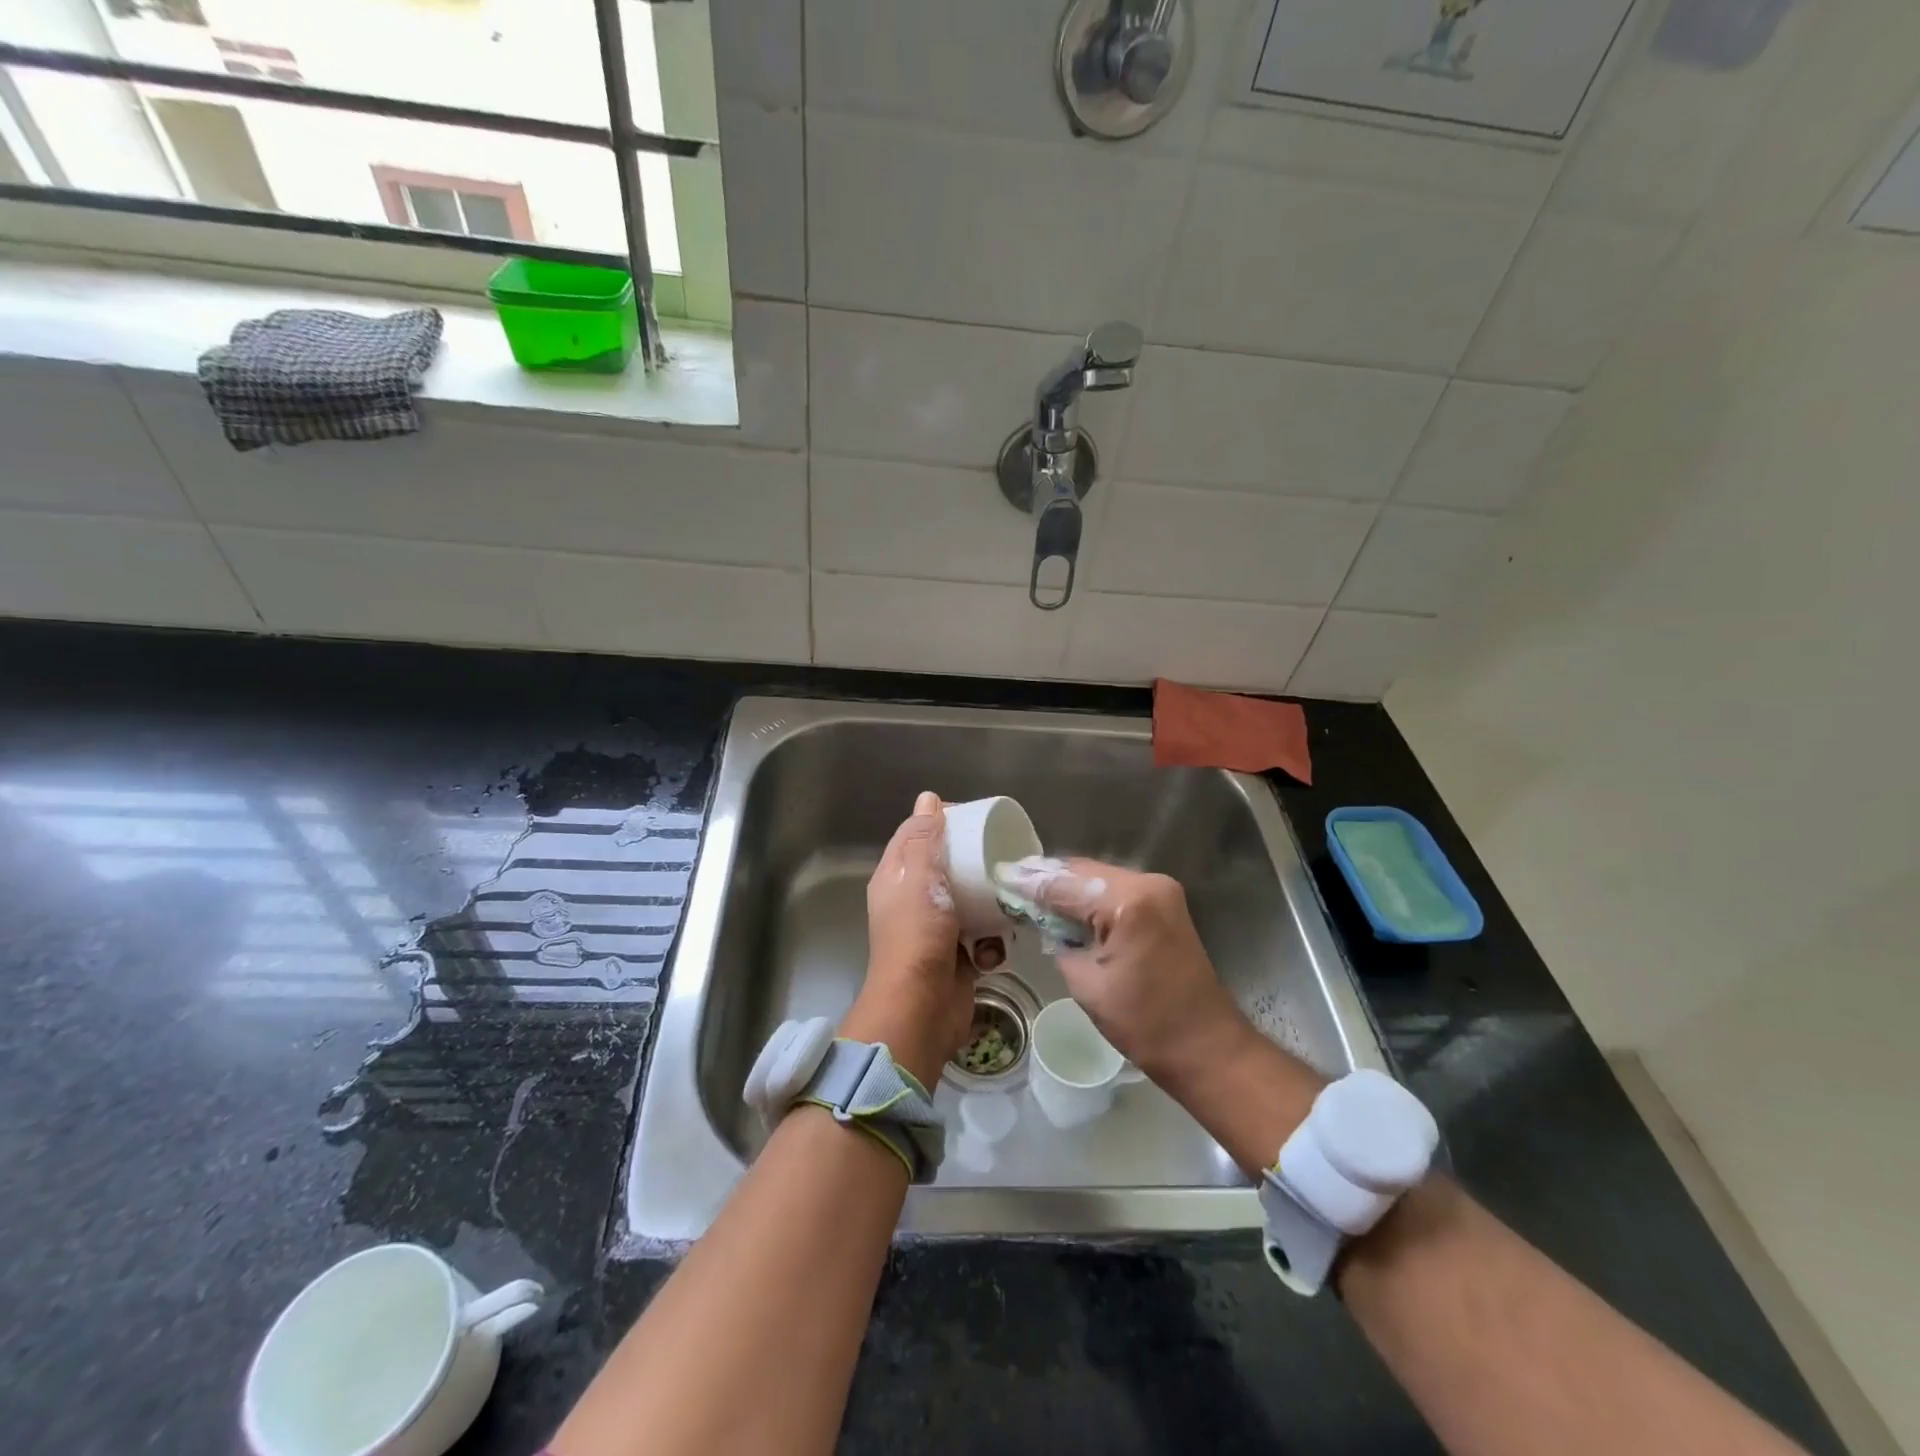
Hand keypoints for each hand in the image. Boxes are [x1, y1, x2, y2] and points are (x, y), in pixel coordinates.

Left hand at [842, 792, 995, 1088]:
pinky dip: (991, 942)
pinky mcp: (958, 955)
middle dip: (975, 863)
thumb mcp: (919, 880)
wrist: (922, 1010)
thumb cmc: (917, 937)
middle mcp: (913, 900)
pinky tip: (995, 948)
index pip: (915, 835)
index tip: (973, 816)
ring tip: (1007, 902)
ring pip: (970, 901)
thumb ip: (924, 840)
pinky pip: (982, 935)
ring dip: (990, 905)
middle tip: (1002, 855)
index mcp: (896, 878)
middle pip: (946, 866)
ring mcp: (936, 929)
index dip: (940, 820)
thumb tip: (927, 798)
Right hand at [995, 857, 1241, 1078]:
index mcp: (1127, 902)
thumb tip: (1043, 920)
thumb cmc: (1145, 1024)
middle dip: (1047, 879)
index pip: (1065, 884)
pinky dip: (1090, 896)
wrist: (1206, 1046)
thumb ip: (1059, 941)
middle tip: (1010, 883)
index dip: (1029, 883)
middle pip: (1083, 871)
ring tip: (1030, 893)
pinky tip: (1065, 905)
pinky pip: (1115, 890)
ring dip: (1067, 886)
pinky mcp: (1164, 903)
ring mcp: (1160, 891)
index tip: (999, 877)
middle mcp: (1146, 883)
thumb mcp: (1087, 983)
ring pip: (1098, 877)